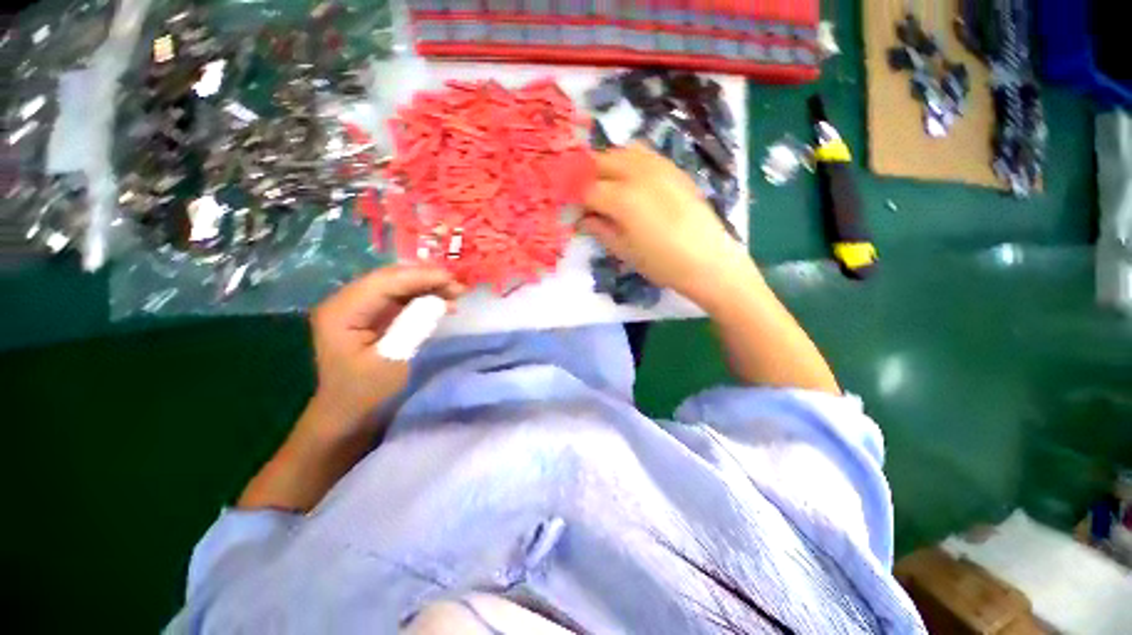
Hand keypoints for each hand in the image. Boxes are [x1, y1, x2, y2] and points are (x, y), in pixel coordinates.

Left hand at [306, 265, 464, 434]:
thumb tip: (439, 300)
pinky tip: (443, 304)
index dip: (420, 277)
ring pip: (397, 285)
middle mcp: (345, 302)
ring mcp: (358, 307)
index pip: (384, 282)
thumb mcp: (393, 359)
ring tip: (456, 294)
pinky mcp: (370, 316)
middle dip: (426, 279)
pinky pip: (399, 298)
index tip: (453, 280)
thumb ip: (414, 325)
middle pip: (390, 278)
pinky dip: (423, 298)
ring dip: (427, 287)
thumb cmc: (366, 392)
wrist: (348, 414)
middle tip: (459, 286)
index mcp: (341, 311)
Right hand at [579, 143, 754, 307]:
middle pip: (601, 161)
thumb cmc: (662, 263)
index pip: (586, 190)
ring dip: (607, 165)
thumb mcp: (624, 251)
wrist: (708, 261)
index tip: (571, 209)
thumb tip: (582, 219)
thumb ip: (600, 230)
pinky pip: (645, 154)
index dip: (574, 199)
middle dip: (586, 176)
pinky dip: (630, 161)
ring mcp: (659, 167)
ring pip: (622, 151)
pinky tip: (630, 180)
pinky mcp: (674, 169)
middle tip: (584, 197)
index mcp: (622, 199)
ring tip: (606, 186)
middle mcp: (638, 174)